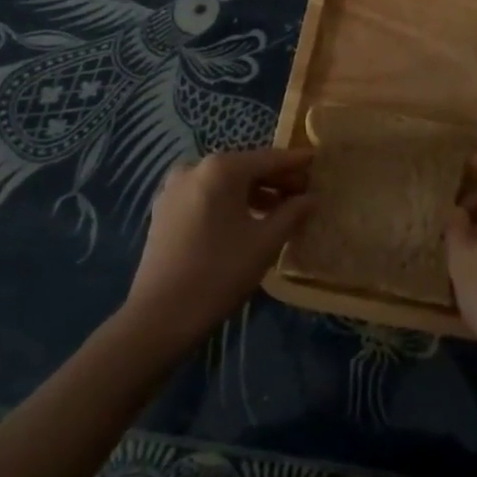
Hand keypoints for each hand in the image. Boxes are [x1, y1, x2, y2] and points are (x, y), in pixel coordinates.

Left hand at [122, 148, 314, 349]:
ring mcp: (175, 187)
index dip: (296, 162)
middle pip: (245, 167)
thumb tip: (312, 198)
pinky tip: (246, 219)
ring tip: (279, 209)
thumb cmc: (219, 273)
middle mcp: (195, 167)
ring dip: (253, 192)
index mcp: (221, 168)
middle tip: (303, 191)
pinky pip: (206, 195)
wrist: (159, 318)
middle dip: (275, 179)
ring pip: (224, 182)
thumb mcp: (265, 243)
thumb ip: (292, 213)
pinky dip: (228, 201)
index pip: (269, 158)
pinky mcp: (164, 209)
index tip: (318, 161)